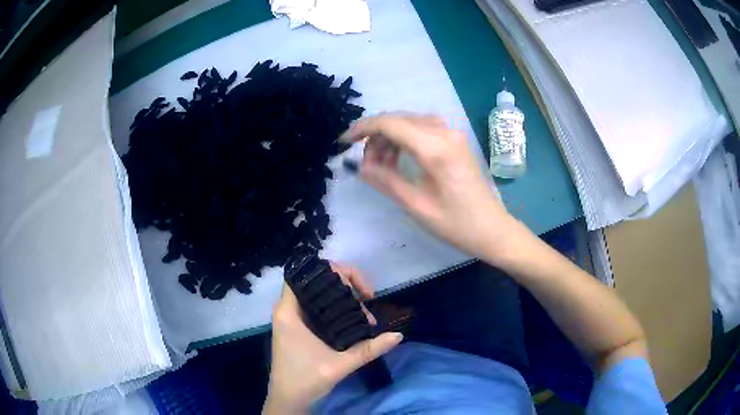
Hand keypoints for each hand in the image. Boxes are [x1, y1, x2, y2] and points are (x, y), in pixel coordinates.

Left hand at [263, 264, 402, 413]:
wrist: (288, 400)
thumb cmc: (305, 380)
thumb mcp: (339, 365)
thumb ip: (368, 349)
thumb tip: (398, 335)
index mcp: (288, 311)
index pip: (306, 274)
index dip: (332, 272)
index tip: (356, 288)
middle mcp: (287, 309)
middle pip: (315, 282)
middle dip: (344, 286)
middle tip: (366, 302)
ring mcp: (291, 318)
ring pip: (318, 295)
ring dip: (342, 299)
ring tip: (364, 315)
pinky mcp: (297, 327)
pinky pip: (317, 307)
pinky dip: (335, 308)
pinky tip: (353, 319)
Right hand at [341, 114, 515, 261]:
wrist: (493, 229)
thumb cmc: (456, 224)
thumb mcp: (416, 205)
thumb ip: (384, 180)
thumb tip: (358, 164)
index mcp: (435, 148)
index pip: (390, 123)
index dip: (363, 129)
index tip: (343, 142)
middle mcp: (445, 132)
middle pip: (399, 119)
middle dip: (375, 135)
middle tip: (365, 162)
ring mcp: (453, 135)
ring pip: (410, 122)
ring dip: (390, 137)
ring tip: (380, 163)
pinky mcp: (455, 141)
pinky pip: (423, 129)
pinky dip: (405, 139)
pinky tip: (398, 157)